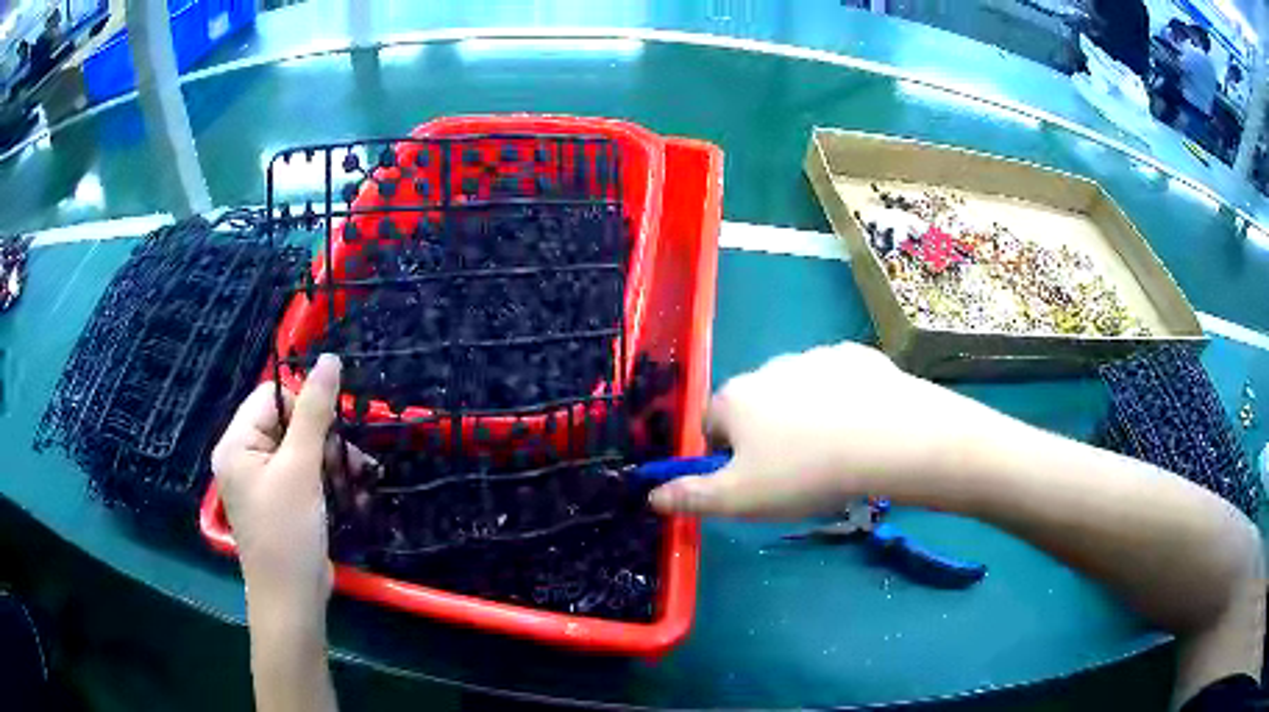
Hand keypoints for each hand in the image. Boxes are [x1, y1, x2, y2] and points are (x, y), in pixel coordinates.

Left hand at [211, 354, 341, 613]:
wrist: (293, 602)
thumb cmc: (288, 533)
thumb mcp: (301, 469)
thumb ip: (314, 412)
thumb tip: (329, 359)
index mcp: (237, 444)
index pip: (271, 397)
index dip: (305, 406)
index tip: (335, 431)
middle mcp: (244, 458)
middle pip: (288, 424)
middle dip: (325, 440)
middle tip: (355, 462)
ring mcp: (262, 483)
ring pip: (301, 451)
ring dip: (333, 463)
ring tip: (362, 482)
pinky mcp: (280, 503)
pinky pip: (304, 476)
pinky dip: (328, 483)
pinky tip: (354, 497)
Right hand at [648, 342, 1003, 518]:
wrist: (888, 438)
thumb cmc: (804, 472)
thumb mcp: (739, 499)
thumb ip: (690, 497)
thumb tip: (652, 495)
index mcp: (734, 398)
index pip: (709, 426)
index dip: (724, 458)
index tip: (751, 482)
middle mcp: (767, 367)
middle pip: (754, 406)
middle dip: (764, 435)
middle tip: (794, 473)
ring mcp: (814, 356)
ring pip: (796, 392)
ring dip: (803, 417)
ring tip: (832, 452)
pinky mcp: (855, 356)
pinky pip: (837, 381)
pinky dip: (841, 401)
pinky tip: (860, 427)